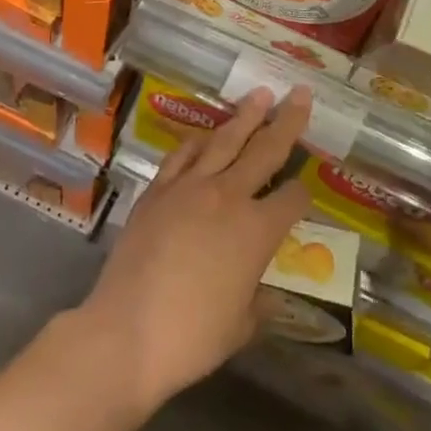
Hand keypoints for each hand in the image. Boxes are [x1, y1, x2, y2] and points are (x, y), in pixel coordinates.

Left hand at [79, 87, 314, 417]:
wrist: (126, 332)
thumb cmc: (192, 337)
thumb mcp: (240, 327)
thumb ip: (259, 303)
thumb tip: (269, 295)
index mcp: (257, 230)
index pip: (292, 199)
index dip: (302, 195)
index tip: (304, 194)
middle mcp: (228, 196)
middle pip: (265, 150)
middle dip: (288, 121)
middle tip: (301, 93)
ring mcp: (190, 187)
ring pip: (224, 140)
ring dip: (245, 116)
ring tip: (260, 95)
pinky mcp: (158, 190)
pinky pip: (182, 155)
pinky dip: (197, 142)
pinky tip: (204, 135)